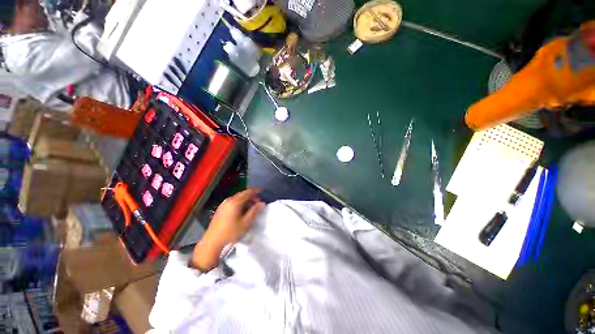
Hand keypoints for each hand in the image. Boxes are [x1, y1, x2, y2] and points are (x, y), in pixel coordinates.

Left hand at [191, 189, 264, 271]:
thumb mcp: (246, 223)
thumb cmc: (231, 232)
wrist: (212, 242)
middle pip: (243, 194)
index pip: (248, 192)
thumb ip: (255, 211)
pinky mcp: (221, 209)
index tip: (264, 194)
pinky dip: (240, 203)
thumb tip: (262, 203)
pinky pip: (233, 202)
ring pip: (238, 198)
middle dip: (252, 197)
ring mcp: (223, 204)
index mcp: (235, 202)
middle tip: (259, 204)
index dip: (257, 192)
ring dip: (246, 201)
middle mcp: (229, 200)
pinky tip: (242, 211)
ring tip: (252, 209)